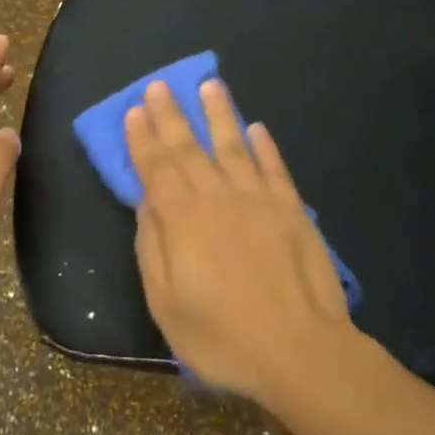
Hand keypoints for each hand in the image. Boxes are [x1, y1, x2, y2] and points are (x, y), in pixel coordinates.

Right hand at [124, 78, 354, 403]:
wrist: (299, 350)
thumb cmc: (221, 336)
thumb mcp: (166, 303)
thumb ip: (152, 247)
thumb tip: (146, 203)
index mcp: (182, 218)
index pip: (156, 168)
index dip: (143, 138)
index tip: (136, 110)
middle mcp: (217, 197)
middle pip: (190, 148)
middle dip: (172, 115)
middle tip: (161, 84)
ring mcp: (258, 199)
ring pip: (233, 145)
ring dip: (220, 114)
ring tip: (210, 85)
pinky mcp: (291, 210)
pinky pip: (274, 168)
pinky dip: (264, 146)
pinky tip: (256, 128)